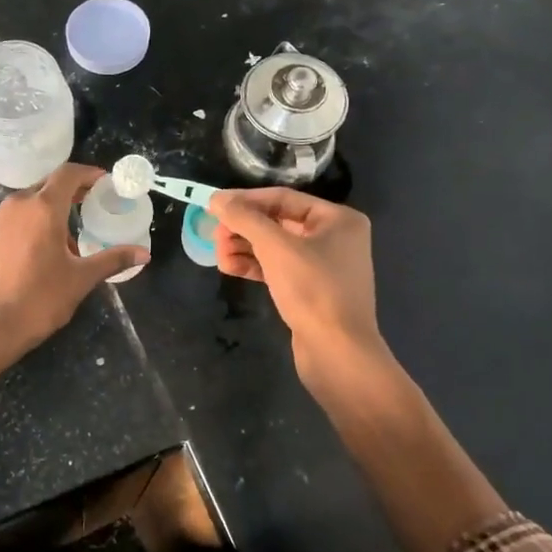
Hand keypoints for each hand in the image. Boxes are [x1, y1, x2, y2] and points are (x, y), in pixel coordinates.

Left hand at [0, 164, 146, 411]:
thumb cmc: (39, 300)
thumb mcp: (81, 279)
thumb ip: (112, 260)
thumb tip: (144, 254)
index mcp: (43, 208)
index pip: (68, 174)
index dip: (88, 174)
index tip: (103, 183)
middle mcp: (15, 206)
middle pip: (45, 187)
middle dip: (68, 195)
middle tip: (87, 211)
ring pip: (24, 206)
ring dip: (45, 214)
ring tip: (61, 241)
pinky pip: (8, 223)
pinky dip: (25, 228)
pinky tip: (32, 256)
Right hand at [208, 188, 384, 379]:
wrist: (337, 352)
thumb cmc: (313, 290)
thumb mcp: (276, 248)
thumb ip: (245, 218)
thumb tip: (216, 198)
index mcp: (337, 219)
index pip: (283, 198)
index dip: (245, 200)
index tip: (213, 205)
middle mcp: (334, 238)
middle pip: (277, 222)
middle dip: (243, 228)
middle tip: (215, 236)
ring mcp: (322, 266)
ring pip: (274, 247)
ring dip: (244, 247)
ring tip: (218, 256)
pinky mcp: (309, 290)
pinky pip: (277, 268)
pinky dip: (254, 266)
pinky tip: (229, 268)